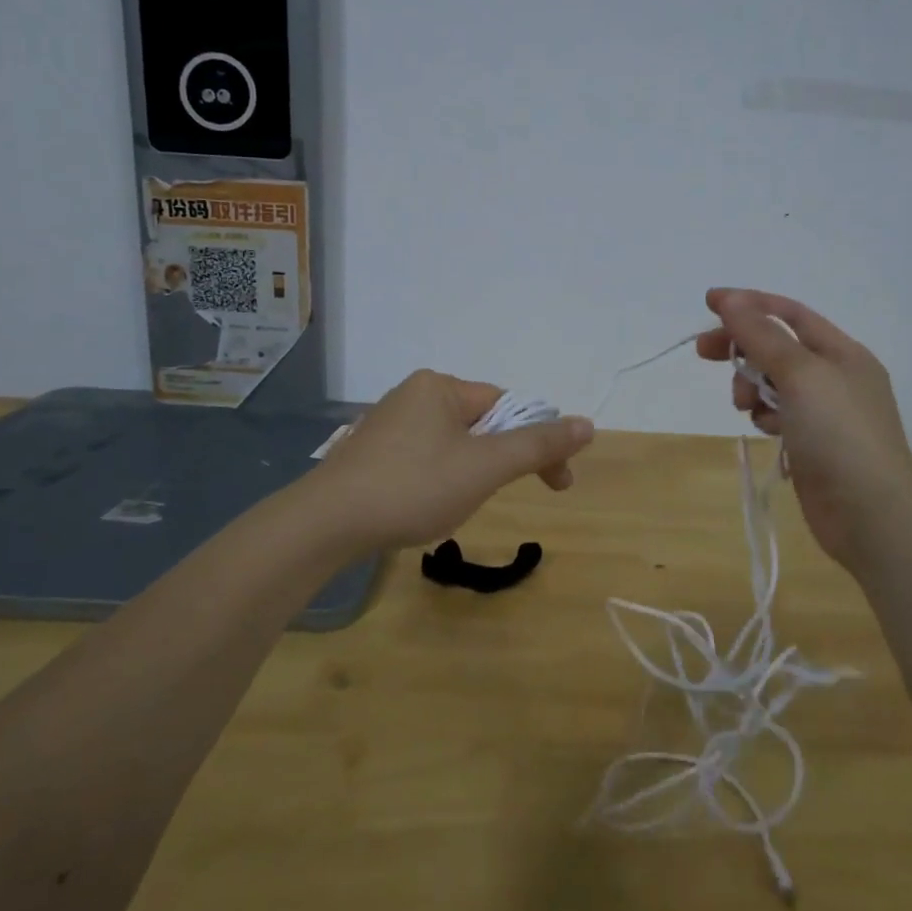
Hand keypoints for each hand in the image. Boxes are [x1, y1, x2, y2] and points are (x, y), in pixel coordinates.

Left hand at [308, 370, 594, 551]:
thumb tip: (587, 424)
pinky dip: (439, 480)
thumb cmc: (412, 488)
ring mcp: (388, 424)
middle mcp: (413, 394)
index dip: (538, 444)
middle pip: (481, 424)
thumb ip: (537, 445)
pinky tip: (426, 506)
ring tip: (456, 506)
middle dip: (501, 461)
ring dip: (471, 473)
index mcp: (440, 386)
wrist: (324, 525)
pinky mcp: (370, 453)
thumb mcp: (485, 467)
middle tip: (504, 497)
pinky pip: (424, 458)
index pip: (508, 407)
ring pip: (453, 444)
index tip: (557, 484)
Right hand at [695, 288, 911, 570]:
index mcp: (842, 352)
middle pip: (777, 347)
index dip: (748, 304)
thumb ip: (762, 335)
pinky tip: (766, 430)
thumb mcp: (800, 374)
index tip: (708, 303)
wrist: (872, 515)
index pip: (789, 314)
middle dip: (742, 347)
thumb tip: (731, 300)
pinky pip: (780, 415)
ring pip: (774, 383)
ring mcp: (827, 414)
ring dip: (752, 386)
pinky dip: (766, 415)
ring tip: (744, 405)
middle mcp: (836, 377)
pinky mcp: (814, 444)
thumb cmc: (839, 434)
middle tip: (704, 353)